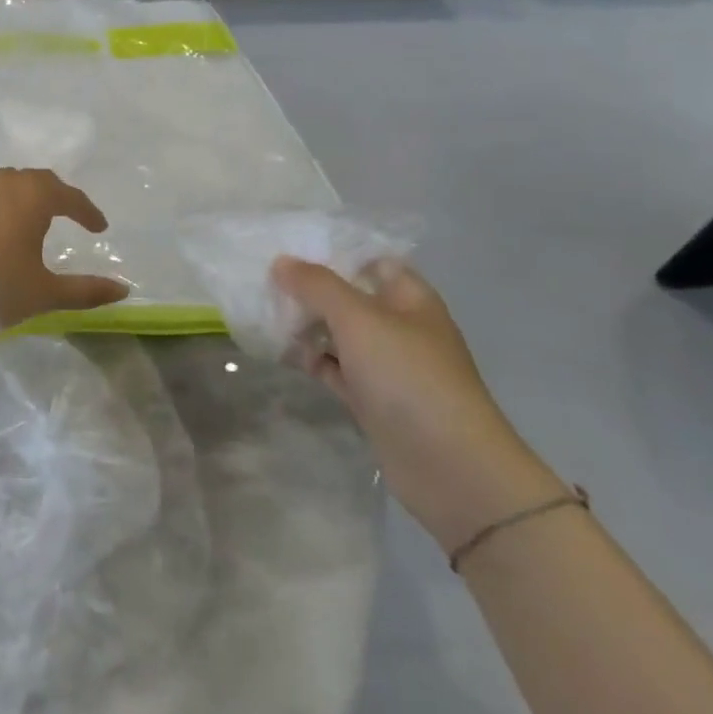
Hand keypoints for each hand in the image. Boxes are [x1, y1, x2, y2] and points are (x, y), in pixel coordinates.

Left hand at [0, 169, 130, 329]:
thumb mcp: (47, 292)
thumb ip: (86, 290)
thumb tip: (123, 290)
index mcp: (34, 197)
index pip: (69, 196)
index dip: (87, 211)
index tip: (99, 227)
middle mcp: (3, 183)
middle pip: (35, 181)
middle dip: (53, 196)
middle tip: (64, 214)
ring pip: (2, 185)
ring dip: (18, 198)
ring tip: (24, 220)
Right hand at [272, 257, 565, 553]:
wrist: (449, 466)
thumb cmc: (409, 377)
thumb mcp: (359, 319)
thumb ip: (317, 286)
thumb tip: (281, 262)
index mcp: (409, 299)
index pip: (371, 261)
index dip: (333, 252)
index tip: (289, 248)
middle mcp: (399, 327)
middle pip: (349, 297)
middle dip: (309, 290)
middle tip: (264, 282)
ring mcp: (386, 365)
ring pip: (338, 334)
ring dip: (305, 326)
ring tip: (263, 314)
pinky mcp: (372, 398)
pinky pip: (334, 368)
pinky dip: (310, 360)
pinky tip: (279, 352)